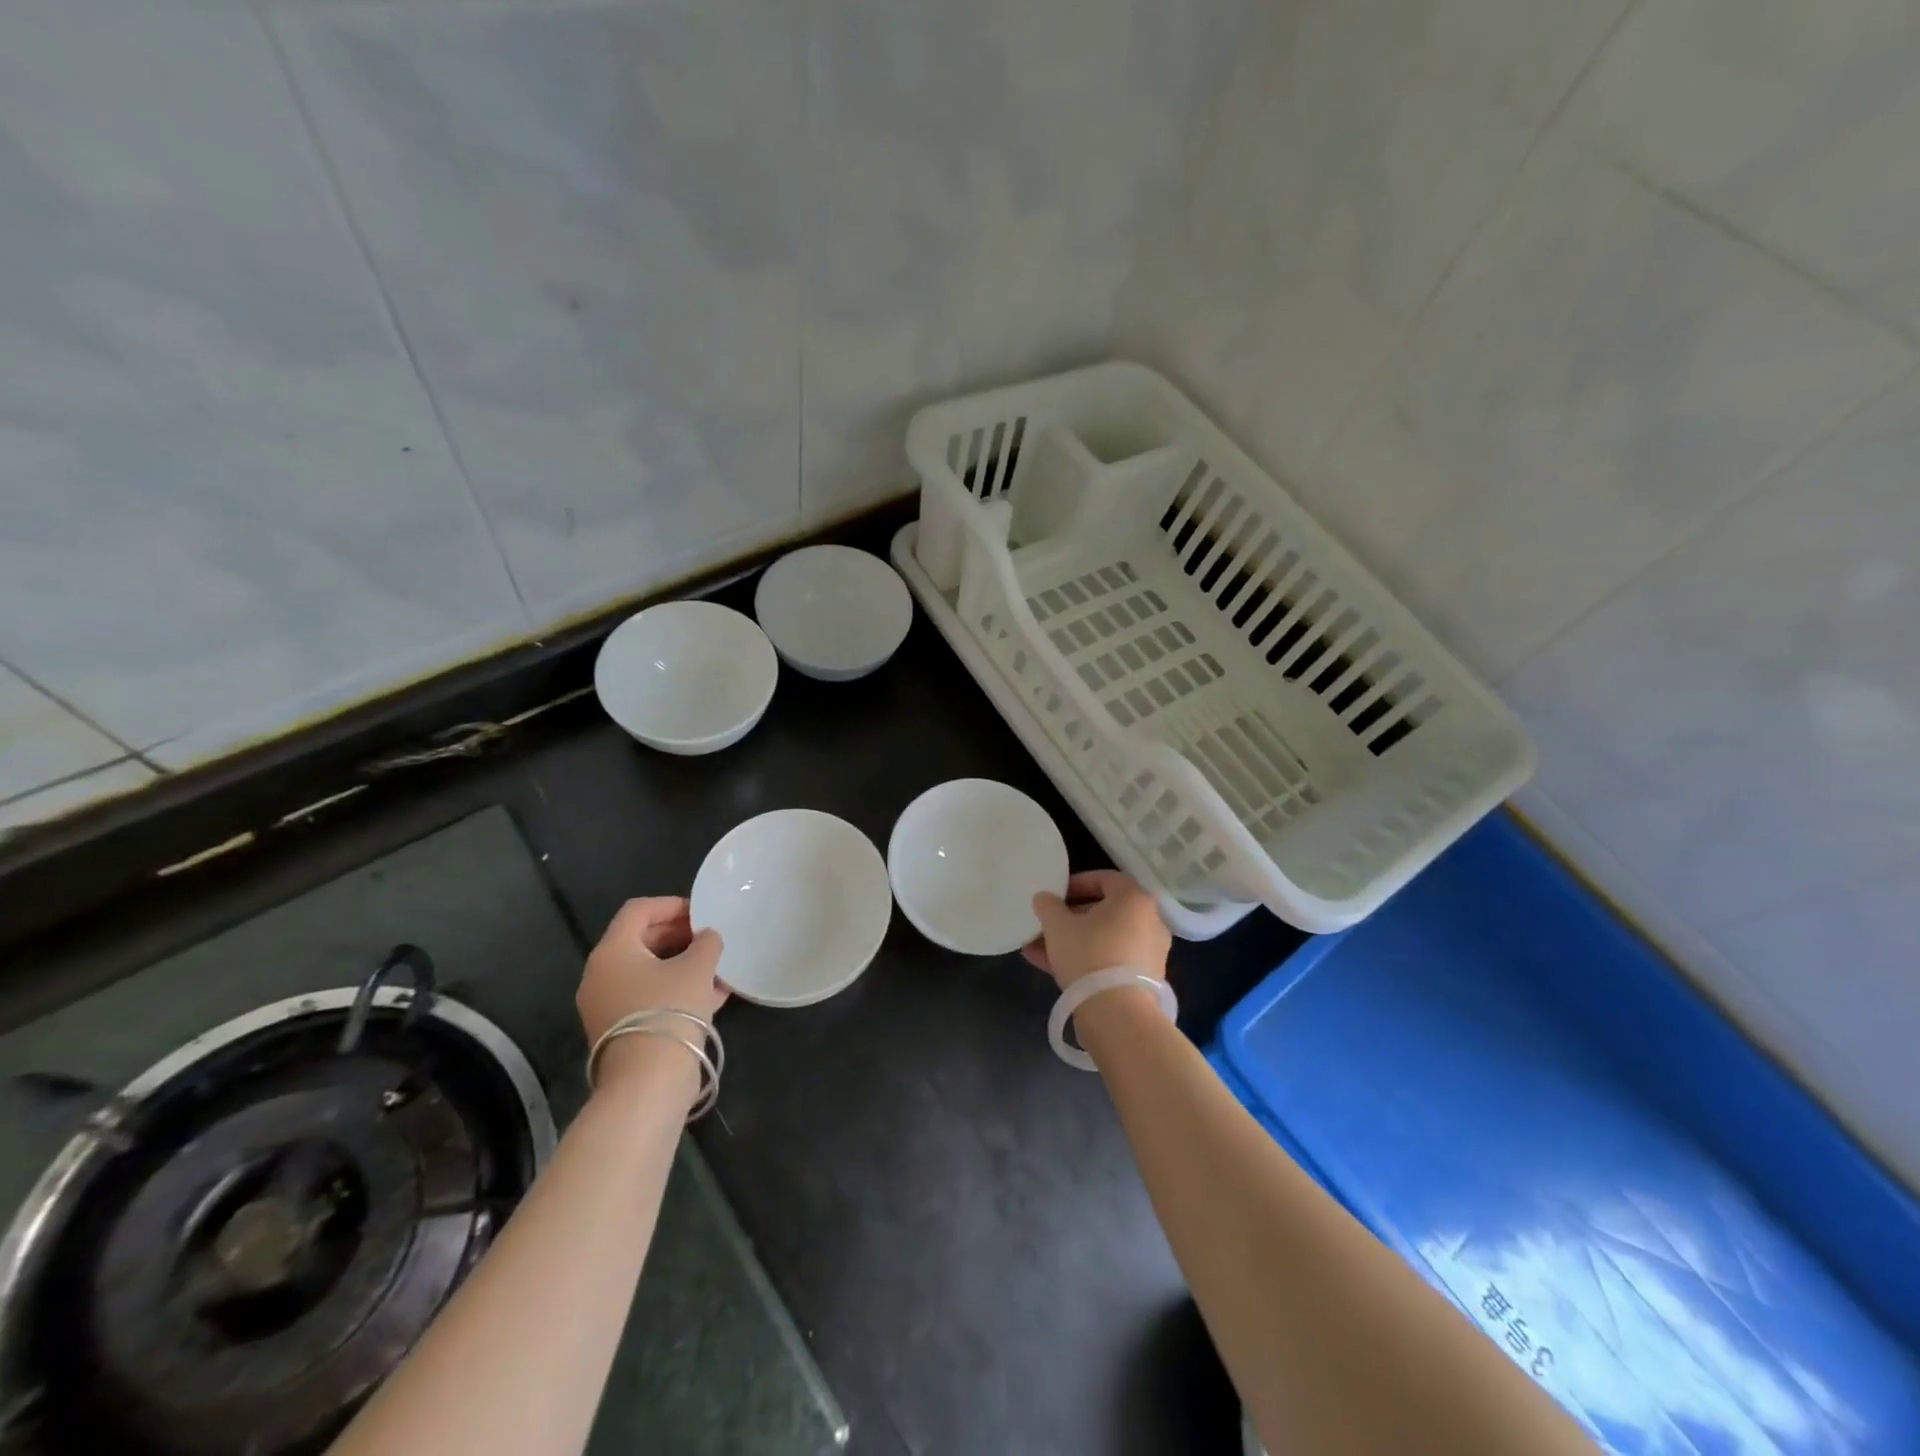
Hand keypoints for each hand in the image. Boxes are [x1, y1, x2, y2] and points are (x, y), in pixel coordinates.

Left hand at [577, 896, 726, 1054]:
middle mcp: (601, 974)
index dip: (672, 905)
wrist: (648, 1082)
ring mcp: (606, 1005)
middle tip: (710, 938)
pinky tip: (712, 995)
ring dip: (681, 964)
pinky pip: (648, 997)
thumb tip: (707, 937)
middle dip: (679, 935)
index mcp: (613, 951)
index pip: (638, 910)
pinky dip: (675, 989)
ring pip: (647, 971)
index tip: (702, 912)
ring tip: (716, 967)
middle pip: (641, 940)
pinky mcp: (620, 1031)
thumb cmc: (670, 1010)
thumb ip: (706, 943)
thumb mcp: (698, 967)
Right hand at [1023, 870, 1170, 990]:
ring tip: (1039, 948)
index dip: (1076, 883)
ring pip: (1105, 939)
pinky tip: (1051, 968)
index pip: (1105, 879)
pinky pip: (1111, 960)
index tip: (1055, 895)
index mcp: (1134, 899)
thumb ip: (1048, 906)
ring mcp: (1149, 952)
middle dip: (1072, 917)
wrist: (1117, 1014)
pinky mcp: (1144, 980)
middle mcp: (1150, 921)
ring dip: (1074, 940)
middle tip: (1048, 923)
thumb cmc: (1089, 954)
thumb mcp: (1058, 925)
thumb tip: (1044, 897)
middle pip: (1105, 911)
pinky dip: (1086, 960)